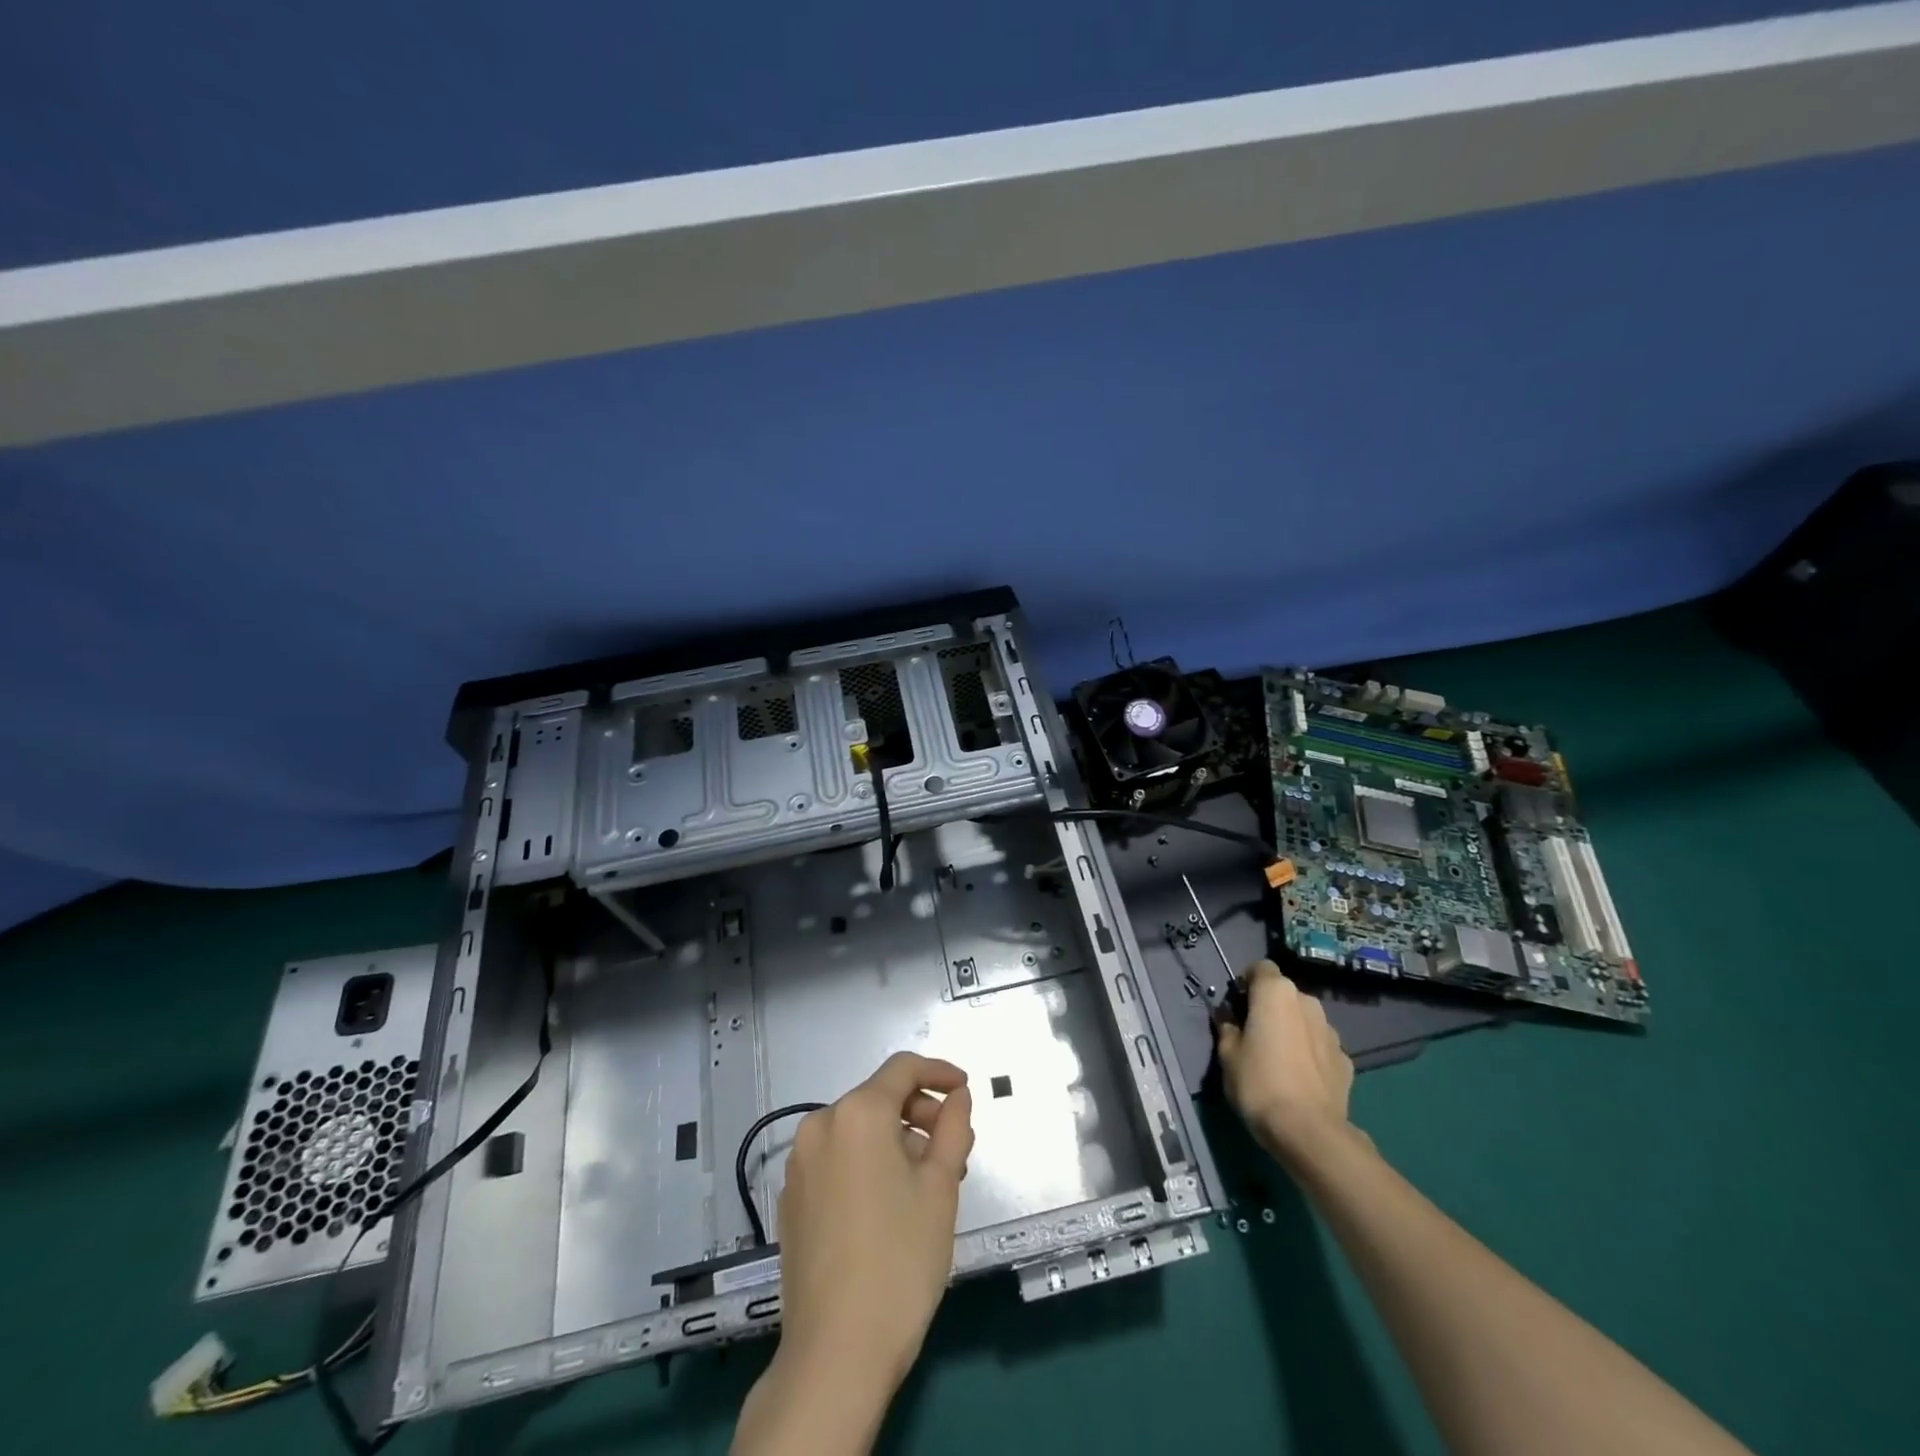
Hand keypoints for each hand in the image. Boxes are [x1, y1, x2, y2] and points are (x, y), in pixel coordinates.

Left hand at [733, 1053, 973, 1455]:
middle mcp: (820, 1125)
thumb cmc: (900, 1259)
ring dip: (896, 1141)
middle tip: (954, 1149)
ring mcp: (799, 1163)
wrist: (835, 1353)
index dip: (939, 1072)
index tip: (965, 1090)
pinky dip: (867, 1163)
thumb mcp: (941, 1187)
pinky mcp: (791, 1199)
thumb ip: (953, 1127)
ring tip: (928, 1182)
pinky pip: (837, 1159)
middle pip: (879, 1098)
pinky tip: (890, 1204)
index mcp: (857, 1113)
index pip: (903, 1069)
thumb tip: (957, 1096)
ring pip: (858, 1131)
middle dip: (920, 1114)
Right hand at [1216, 960, 1358, 1166]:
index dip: (1246, 983)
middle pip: (1284, 994)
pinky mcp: (1346, 1060)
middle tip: (1254, 1034)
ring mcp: (1331, 1031)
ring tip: (1279, 1059)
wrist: (1309, 1131)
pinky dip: (1310, 1054)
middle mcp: (1307, 1002)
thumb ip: (1228, 1029)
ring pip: (1305, 1019)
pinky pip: (1321, 1046)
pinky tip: (1301, 1079)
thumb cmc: (1259, 1082)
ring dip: (1292, 1029)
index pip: (1260, 968)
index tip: (1237, 1007)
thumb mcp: (1227, 1054)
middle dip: (1270, 1007)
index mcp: (1276, 992)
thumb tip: (1232, 1022)